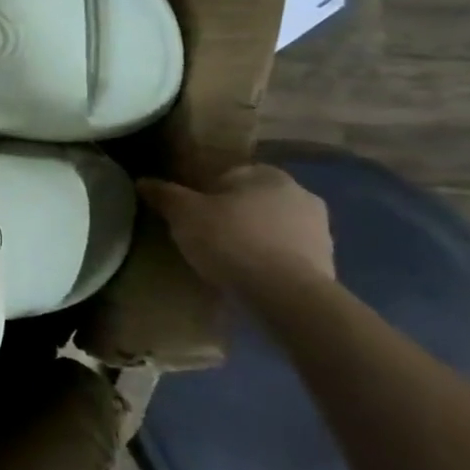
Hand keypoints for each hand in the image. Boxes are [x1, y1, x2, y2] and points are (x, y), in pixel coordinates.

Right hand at [138, 165, 334, 289]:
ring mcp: (319, 228)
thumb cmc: (231, 240)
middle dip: (231, 212)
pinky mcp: (327, 261)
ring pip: (271, 225)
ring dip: (253, 235)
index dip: (203, 191)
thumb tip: (143, 181)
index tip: (188, 212)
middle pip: (251, 199)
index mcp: (265, 174)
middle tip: (204, 234)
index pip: (227, 174)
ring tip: (226, 258)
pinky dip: (269, 258)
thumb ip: (164, 194)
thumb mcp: (183, 214)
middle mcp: (299, 193)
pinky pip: (286, 252)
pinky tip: (249, 274)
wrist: (286, 295)